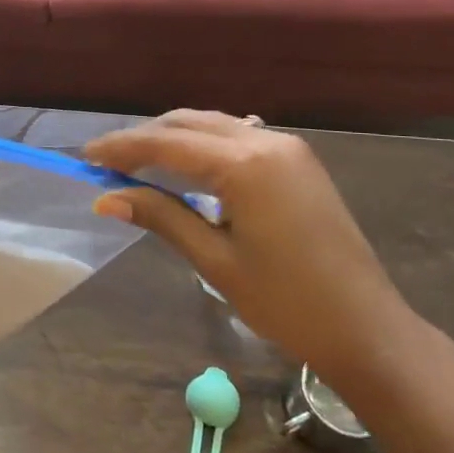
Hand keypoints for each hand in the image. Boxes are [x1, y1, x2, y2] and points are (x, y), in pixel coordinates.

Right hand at [85, 111, 417, 378]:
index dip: (123, 148)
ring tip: (138, 161)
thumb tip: (105, 199)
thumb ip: (161, 217)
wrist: (366, 329)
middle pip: (190, 123)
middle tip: (107, 161)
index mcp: (245, 165)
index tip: (87, 157)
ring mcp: (288, 148)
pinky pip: (238, 136)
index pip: (167, 144)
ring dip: (173, 137)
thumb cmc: (286, 303)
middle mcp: (267, 141)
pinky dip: (203, 144)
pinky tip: (186, 164)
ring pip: (214, 125)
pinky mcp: (298, 162)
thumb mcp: (215, 260)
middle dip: (145, 137)